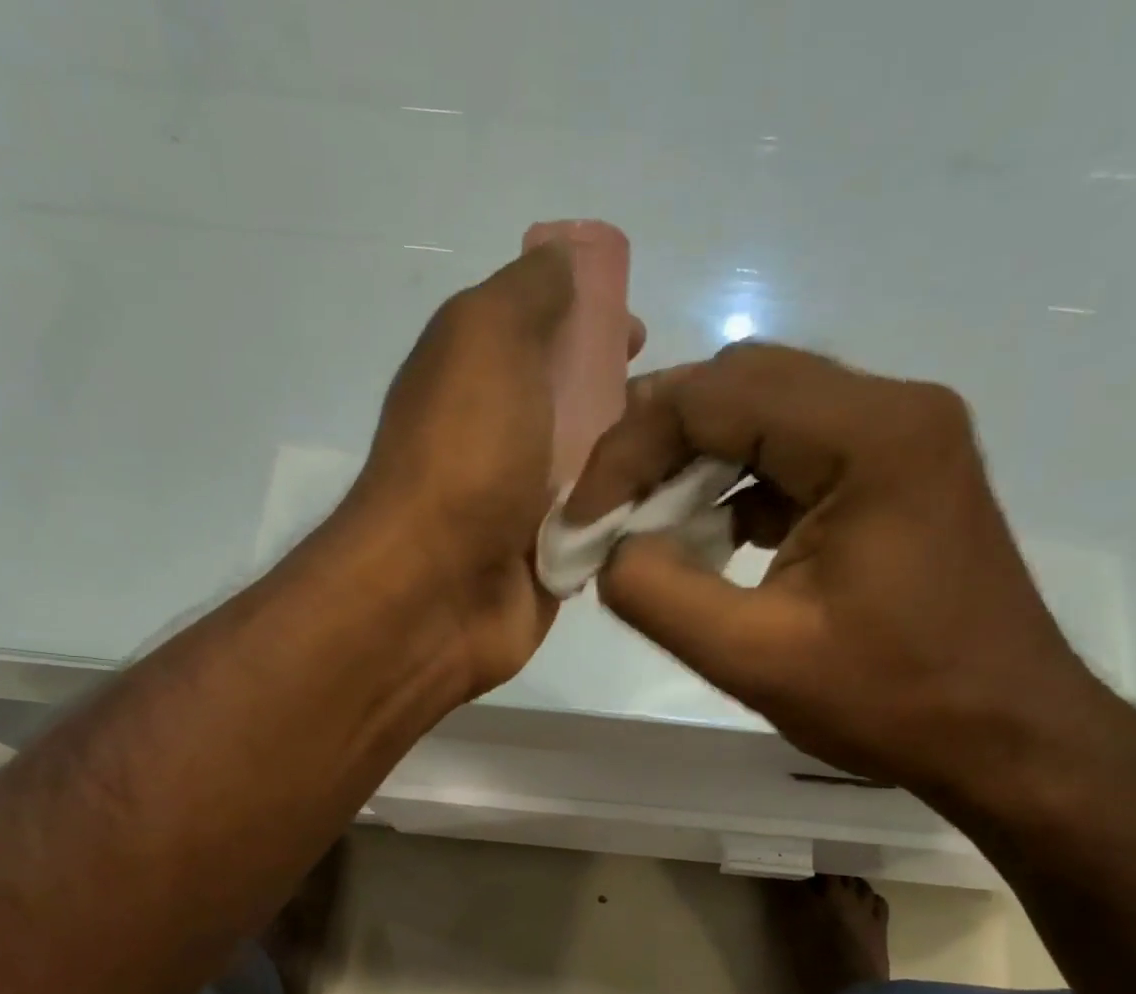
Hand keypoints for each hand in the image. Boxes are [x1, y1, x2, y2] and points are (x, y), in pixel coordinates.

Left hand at [346, 243, 642, 695]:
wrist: (436, 591)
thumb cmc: (463, 456)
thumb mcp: (486, 338)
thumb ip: (527, 293)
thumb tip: (562, 261)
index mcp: (476, 375)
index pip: (541, 334)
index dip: (591, 323)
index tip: (639, 334)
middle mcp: (500, 437)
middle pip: (578, 404)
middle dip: (631, 397)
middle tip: (680, 405)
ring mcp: (525, 505)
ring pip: (600, 470)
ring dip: (643, 460)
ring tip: (698, 456)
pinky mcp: (552, 561)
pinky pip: (605, 530)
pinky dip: (635, 518)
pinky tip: (682, 509)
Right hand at [575, 343, 1107, 796]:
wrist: (1007, 737)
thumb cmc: (892, 701)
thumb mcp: (754, 658)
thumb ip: (656, 594)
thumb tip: (608, 548)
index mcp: (870, 435)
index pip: (713, 394)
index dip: (627, 449)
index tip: (583, 521)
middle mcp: (893, 409)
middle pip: (740, 386)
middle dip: (656, 447)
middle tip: (606, 516)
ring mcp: (901, 438)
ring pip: (765, 415)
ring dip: (693, 467)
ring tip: (646, 532)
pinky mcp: (896, 474)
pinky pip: (794, 454)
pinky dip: (735, 490)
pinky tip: (708, 545)